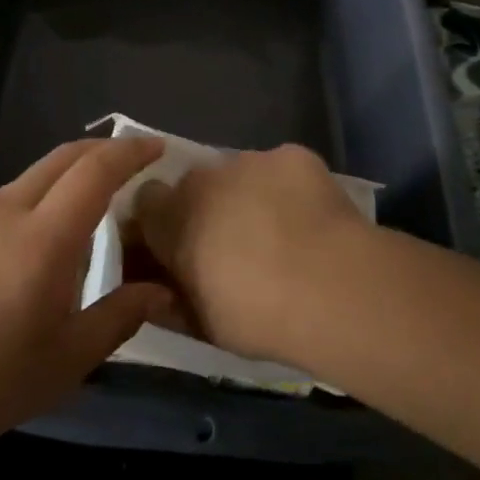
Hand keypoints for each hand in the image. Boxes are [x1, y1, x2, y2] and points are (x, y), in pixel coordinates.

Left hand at [0, 136, 172, 462]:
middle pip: (64, 157)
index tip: (158, 147)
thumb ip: (118, 317)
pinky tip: (43, 237)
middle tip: (135, 163)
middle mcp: (9, 210)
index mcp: (43, 239)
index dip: (130, 152)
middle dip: (104, 150)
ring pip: (35, 175)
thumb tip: (160, 291)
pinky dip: (43, 195)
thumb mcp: (65, 361)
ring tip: (94, 205)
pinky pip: (11, 196)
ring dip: (71, 174)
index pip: (95, 171)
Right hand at [129, 143, 371, 366]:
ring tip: (281, 232)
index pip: (147, 201)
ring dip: (248, 195)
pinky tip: (311, 218)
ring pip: (239, 173)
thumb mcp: (202, 325)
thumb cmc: (257, 316)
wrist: (331, 288)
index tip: (180, 246)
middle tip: (235, 244)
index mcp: (170, 217)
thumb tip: (154, 292)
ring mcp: (249, 160)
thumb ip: (171, 301)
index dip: (163, 221)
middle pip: (195, 184)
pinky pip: (281, 168)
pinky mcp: (292, 154)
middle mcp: (202, 178)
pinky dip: (289, 187)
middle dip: (208, 207)